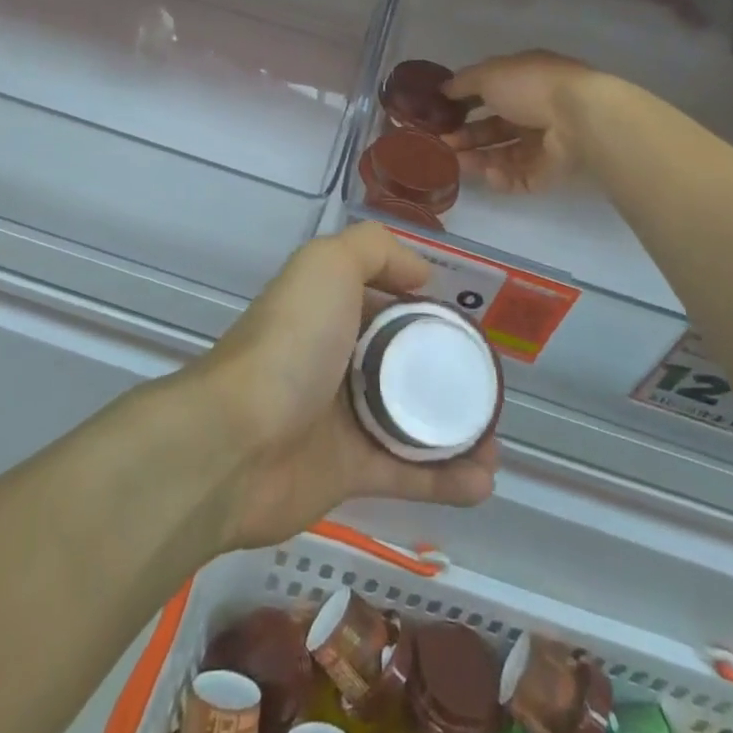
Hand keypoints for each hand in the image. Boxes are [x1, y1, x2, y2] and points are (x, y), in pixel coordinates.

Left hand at [193, 223, 498, 550]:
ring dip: (457, 430)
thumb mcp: (328, 265)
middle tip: (489, 386)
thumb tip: (421, 274)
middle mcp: (335, 358)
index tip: (467, 323)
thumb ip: (373, 250)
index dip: (426, 308)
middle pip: (403, 361)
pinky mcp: (347, 472)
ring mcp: (340, 417)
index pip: (386, 301)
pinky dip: (447, 478)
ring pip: (411, 419)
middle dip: (448, 371)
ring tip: (495, 442)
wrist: (237, 441)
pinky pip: (407, 472)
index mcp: (329, 309)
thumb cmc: (290, 343)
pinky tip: (485, 481)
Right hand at [444, 51, 606, 193]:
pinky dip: (502, 177)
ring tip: (455, 160)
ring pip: (504, 154)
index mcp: (524, 82)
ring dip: (478, 157)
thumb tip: (443, 89)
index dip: (464, 103)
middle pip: (495, 127)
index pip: (490, 93)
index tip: (441, 113)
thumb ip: (463, 83)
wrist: (577, 118)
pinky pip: (520, 177)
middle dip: (467, 135)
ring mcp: (545, 143)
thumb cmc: (530, 87)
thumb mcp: (489, 74)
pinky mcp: (550, 171)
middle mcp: (535, 111)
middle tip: (443, 142)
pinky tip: (487, 173)